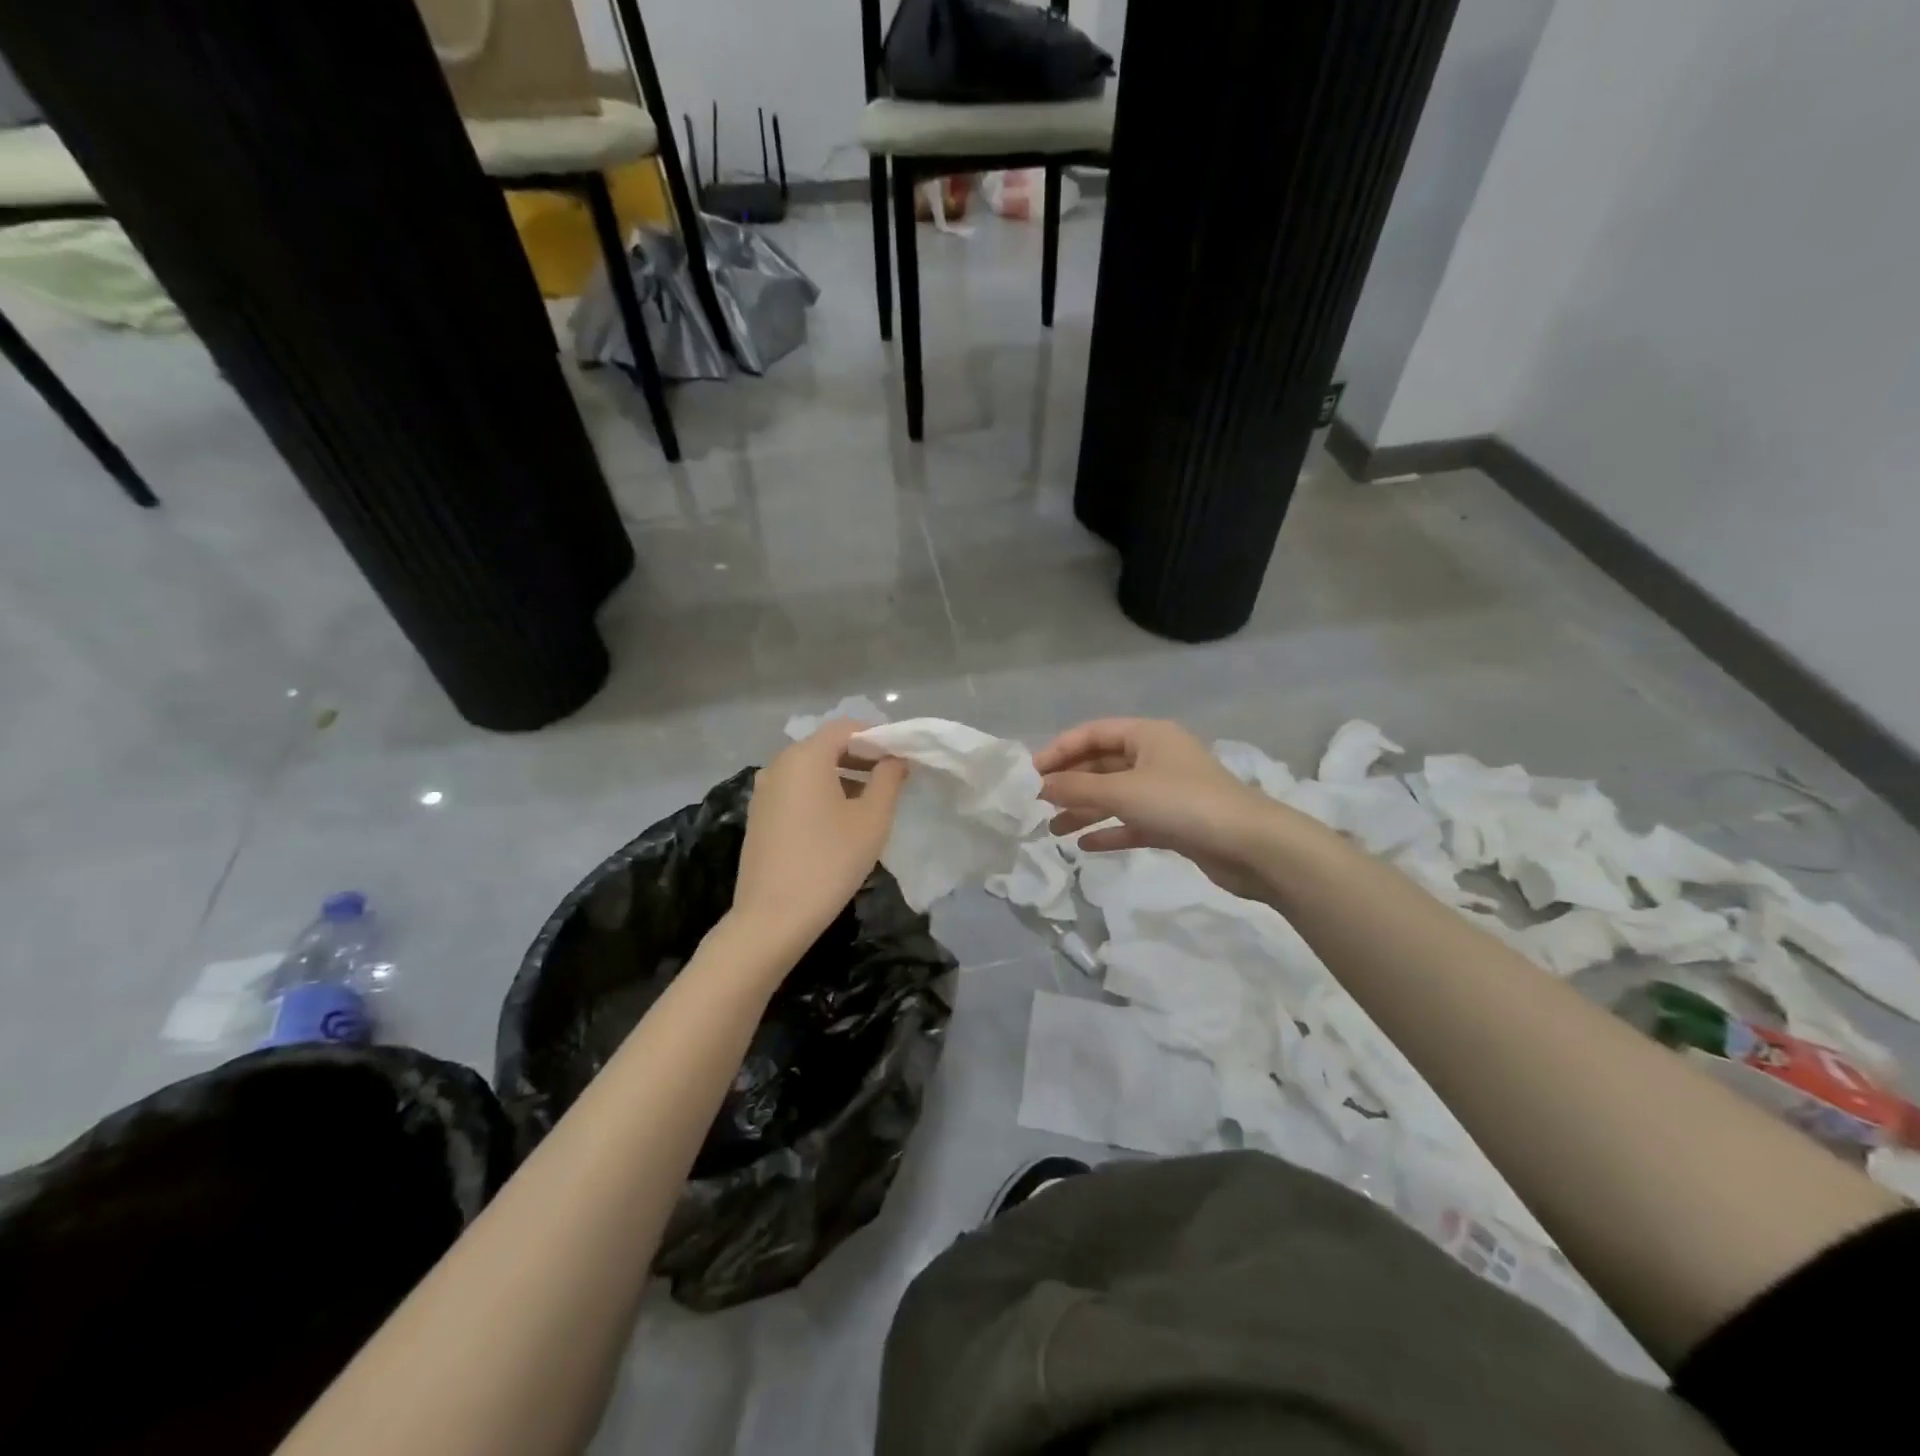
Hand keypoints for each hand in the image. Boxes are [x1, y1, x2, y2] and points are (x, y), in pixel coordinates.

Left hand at [731, 720, 907, 960]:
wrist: (773, 917)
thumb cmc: (830, 861)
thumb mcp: (872, 819)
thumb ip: (888, 780)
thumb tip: (895, 759)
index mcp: (806, 756)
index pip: (846, 727)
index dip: (877, 735)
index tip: (902, 756)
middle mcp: (779, 764)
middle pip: (825, 745)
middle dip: (861, 755)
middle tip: (892, 777)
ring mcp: (764, 790)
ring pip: (809, 769)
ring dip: (842, 775)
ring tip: (871, 800)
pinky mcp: (759, 815)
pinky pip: (795, 789)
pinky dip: (820, 792)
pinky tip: (839, 819)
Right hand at [1035, 718, 1285, 898]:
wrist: (1249, 845)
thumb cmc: (1182, 804)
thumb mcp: (1122, 791)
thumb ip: (1077, 788)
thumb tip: (1040, 787)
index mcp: (1147, 735)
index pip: (1092, 733)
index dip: (1059, 750)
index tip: (1030, 774)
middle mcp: (1156, 756)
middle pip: (1102, 763)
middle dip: (1070, 783)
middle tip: (1037, 804)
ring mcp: (1167, 790)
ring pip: (1116, 795)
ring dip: (1085, 809)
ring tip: (1053, 830)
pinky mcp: (1176, 822)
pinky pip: (1133, 821)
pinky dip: (1109, 829)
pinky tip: (1084, 845)